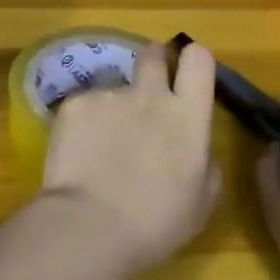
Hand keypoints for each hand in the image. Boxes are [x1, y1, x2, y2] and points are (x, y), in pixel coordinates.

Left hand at [41, 42, 222, 273]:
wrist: (90, 225)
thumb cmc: (155, 223)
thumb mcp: (200, 202)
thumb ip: (205, 163)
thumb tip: (196, 146)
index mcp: (187, 117)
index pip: (199, 60)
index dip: (194, 60)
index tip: (186, 73)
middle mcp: (149, 94)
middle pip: (152, 54)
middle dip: (152, 61)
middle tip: (146, 89)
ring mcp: (109, 95)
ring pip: (114, 86)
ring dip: (114, 106)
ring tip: (102, 144)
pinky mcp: (75, 103)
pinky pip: (84, 105)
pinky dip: (83, 124)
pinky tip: (79, 153)